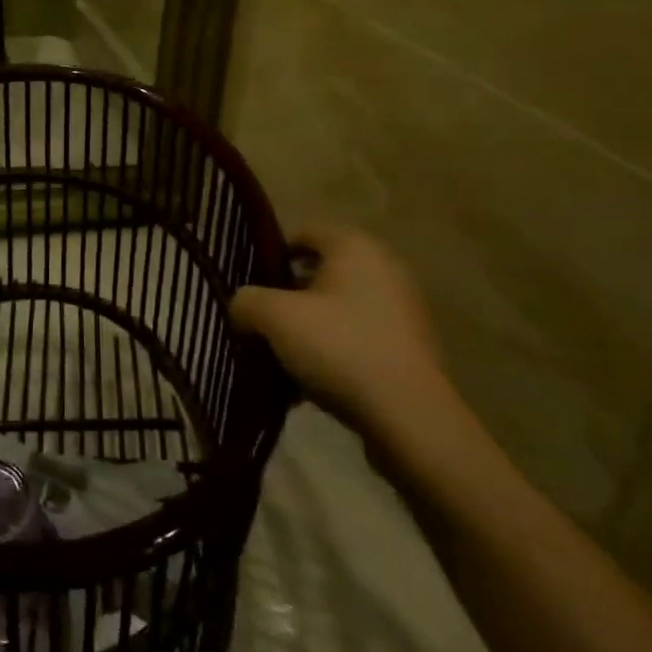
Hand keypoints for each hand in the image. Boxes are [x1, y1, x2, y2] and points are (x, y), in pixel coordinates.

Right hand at [232, 226, 451, 437]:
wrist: (409, 417)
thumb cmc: (339, 347)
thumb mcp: (273, 317)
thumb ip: (246, 301)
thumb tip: (242, 309)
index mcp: (354, 247)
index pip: (303, 234)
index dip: (271, 256)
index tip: (252, 288)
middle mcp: (383, 269)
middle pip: (319, 275)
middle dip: (287, 299)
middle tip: (261, 324)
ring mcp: (401, 311)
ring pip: (336, 311)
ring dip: (308, 330)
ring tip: (281, 361)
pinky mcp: (409, 350)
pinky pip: (357, 340)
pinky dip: (332, 354)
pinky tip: (309, 386)